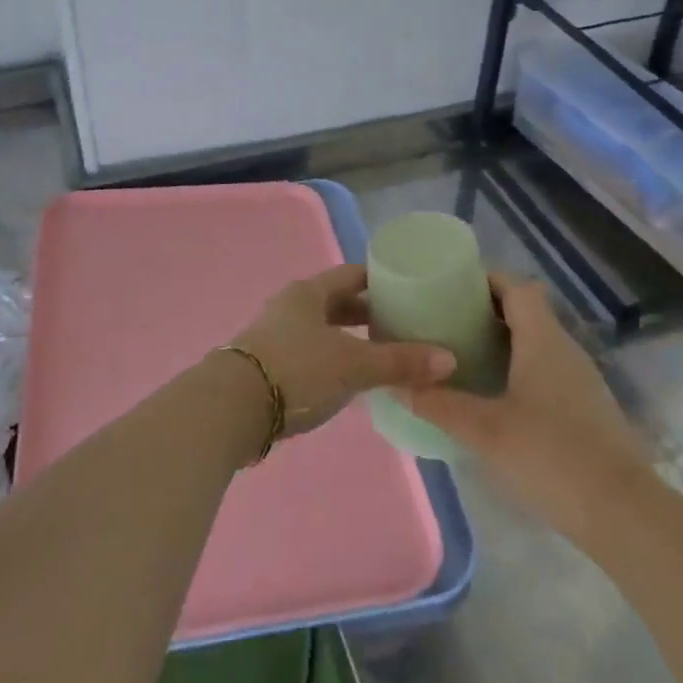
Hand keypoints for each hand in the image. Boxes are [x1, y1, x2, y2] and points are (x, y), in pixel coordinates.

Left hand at [229, 265, 455, 437]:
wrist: (233, 408)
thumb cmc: (297, 370)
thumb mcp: (353, 364)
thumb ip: (399, 361)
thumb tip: (449, 359)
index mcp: (310, 292)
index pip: (352, 275)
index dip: (380, 280)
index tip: (409, 289)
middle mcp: (291, 306)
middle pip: (337, 302)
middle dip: (368, 313)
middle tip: (403, 325)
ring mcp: (277, 335)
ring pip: (323, 330)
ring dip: (350, 339)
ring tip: (383, 354)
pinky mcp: (270, 365)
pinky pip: (311, 354)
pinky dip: (334, 360)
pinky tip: (351, 380)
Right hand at [400, 273, 653, 523]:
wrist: (626, 516)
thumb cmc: (551, 456)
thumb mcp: (484, 431)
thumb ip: (439, 405)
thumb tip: (396, 386)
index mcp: (543, 340)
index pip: (517, 287)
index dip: (485, 281)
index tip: (450, 289)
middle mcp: (565, 350)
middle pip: (526, 312)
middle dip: (485, 313)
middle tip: (445, 325)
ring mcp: (581, 381)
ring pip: (537, 344)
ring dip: (502, 344)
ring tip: (462, 359)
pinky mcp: (587, 411)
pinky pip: (546, 372)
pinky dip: (518, 371)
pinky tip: (494, 399)